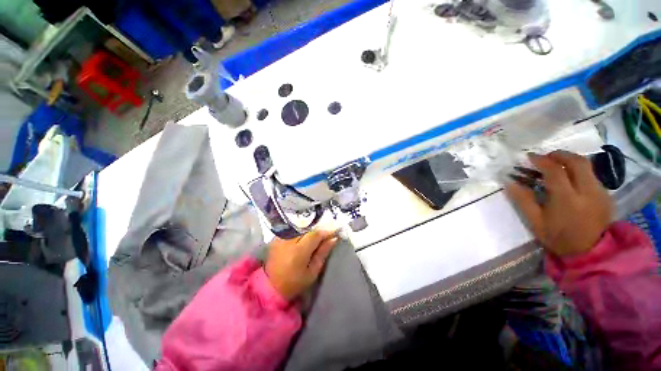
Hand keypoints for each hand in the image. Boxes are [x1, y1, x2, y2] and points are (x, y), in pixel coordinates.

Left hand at [265, 230, 338, 300]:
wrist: (270, 286)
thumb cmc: (295, 282)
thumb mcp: (312, 271)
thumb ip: (323, 253)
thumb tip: (333, 238)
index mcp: (298, 251)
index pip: (315, 234)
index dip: (326, 231)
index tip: (335, 231)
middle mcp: (288, 240)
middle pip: (308, 228)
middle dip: (319, 229)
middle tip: (328, 232)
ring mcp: (281, 237)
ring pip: (300, 226)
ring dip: (310, 228)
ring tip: (318, 234)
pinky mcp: (276, 237)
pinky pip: (293, 229)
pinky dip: (301, 230)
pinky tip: (306, 234)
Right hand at [506, 151, 613, 256]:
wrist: (591, 253)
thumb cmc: (559, 238)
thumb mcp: (535, 222)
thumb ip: (523, 200)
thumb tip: (509, 182)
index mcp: (567, 199)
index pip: (555, 171)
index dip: (541, 160)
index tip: (530, 157)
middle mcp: (588, 191)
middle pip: (577, 162)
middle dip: (561, 155)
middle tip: (547, 157)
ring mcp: (600, 192)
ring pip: (588, 166)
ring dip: (570, 161)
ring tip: (557, 166)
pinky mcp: (607, 195)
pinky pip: (593, 175)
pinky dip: (579, 171)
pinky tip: (571, 179)